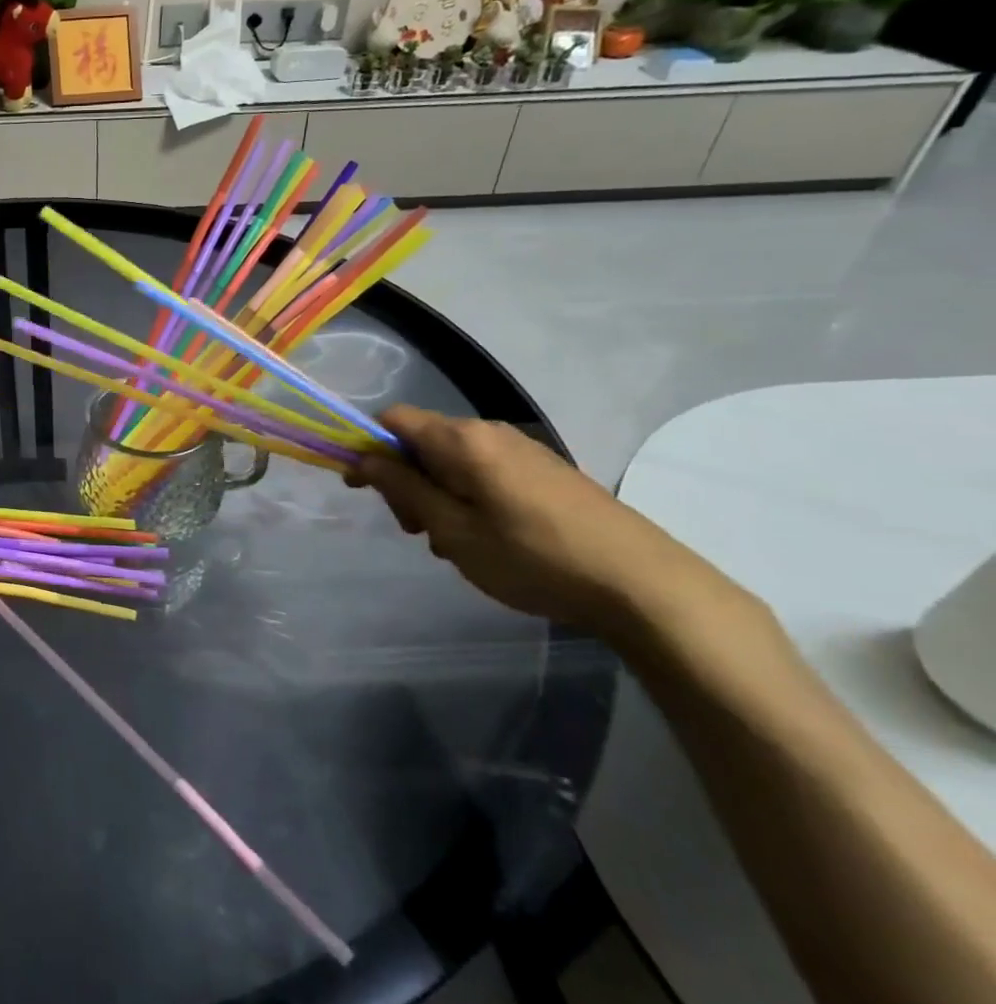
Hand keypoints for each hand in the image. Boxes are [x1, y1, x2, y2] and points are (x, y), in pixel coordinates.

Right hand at [346, 405, 738, 642]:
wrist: (643, 584)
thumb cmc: (533, 557)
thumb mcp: (453, 530)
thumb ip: (403, 488)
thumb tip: (363, 457)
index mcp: (462, 439)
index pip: (392, 420)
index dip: (366, 447)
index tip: (361, 489)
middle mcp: (490, 431)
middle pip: (422, 440)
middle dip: (404, 479)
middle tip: (415, 530)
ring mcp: (523, 449)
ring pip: (453, 460)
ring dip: (435, 493)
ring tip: (452, 543)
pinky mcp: (546, 471)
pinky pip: (484, 471)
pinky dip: (467, 497)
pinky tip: (486, 538)